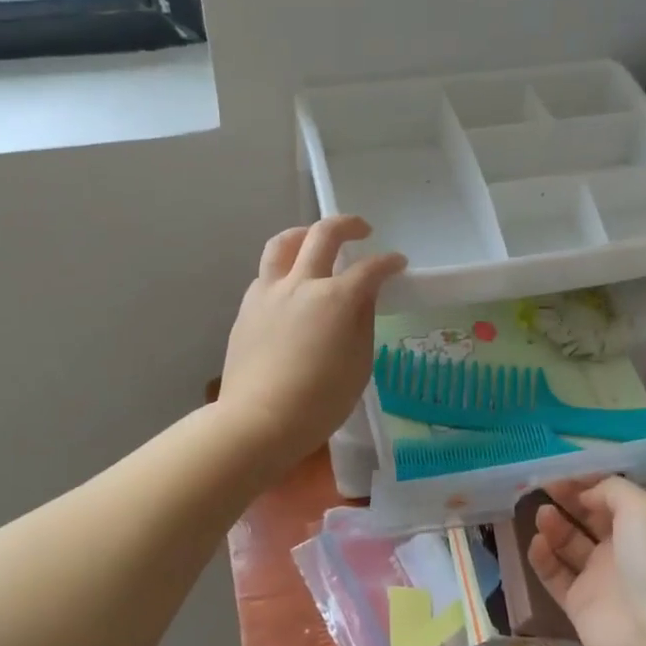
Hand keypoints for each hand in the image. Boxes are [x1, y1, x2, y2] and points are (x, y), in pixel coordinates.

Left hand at [220, 217, 405, 472]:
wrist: (259, 420)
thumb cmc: (321, 401)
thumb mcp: (359, 364)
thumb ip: (362, 322)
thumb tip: (364, 296)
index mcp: (336, 298)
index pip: (370, 268)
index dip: (388, 263)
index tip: (397, 264)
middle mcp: (302, 283)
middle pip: (324, 235)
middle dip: (347, 225)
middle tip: (361, 230)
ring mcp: (269, 292)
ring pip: (283, 244)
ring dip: (304, 234)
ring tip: (313, 240)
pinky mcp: (247, 308)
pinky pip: (266, 273)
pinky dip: (284, 268)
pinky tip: (290, 287)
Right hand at [528, 476, 645, 645]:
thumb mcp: (643, 508)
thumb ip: (612, 490)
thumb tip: (585, 493)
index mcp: (643, 527)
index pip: (610, 498)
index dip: (587, 483)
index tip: (561, 473)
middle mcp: (622, 550)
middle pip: (588, 518)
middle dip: (567, 500)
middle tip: (542, 486)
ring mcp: (599, 578)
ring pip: (569, 544)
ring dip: (554, 526)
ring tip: (542, 514)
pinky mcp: (578, 603)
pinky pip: (555, 575)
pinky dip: (543, 558)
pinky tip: (537, 542)